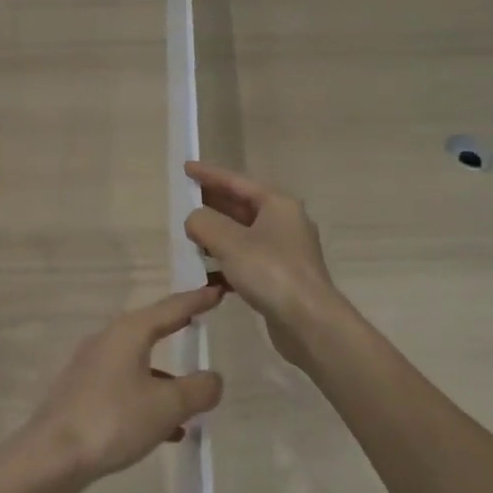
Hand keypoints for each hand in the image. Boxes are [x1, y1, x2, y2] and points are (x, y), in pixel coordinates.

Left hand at [22, 285, 225, 492]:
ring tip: (193, 397)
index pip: (170, 308)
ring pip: (137, 363)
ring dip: (165, 376)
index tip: (216, 290)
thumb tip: (213, 379)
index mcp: (128, 332)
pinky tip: (167, 430)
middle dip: (176, 329)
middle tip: (200, 322)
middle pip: (150, 329)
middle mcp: (107, 341)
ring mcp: (91, 368)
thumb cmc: (113, 420)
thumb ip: (198, 389)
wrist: (52, 456)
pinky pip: (125, 389)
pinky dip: (148, 400)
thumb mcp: (167, 405)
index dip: (196, 300)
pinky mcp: (82, 394)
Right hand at [183, 162, 347, 367]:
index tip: (186, 168)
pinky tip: (206, 276)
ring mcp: (284, 252)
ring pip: (242, 236)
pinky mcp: (280, 278)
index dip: (209, 174)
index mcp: (277, 205)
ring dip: (216, 237)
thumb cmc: (271, 272)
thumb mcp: (229, 241)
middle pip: (241, 207)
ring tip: (189, 239)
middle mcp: (284, 223)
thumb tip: (194, 220)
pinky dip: (226, 264)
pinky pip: (246, 261)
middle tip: (183, 202)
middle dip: (211, 205)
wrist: (310, 323)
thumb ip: (204, 223)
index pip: (237, 181)